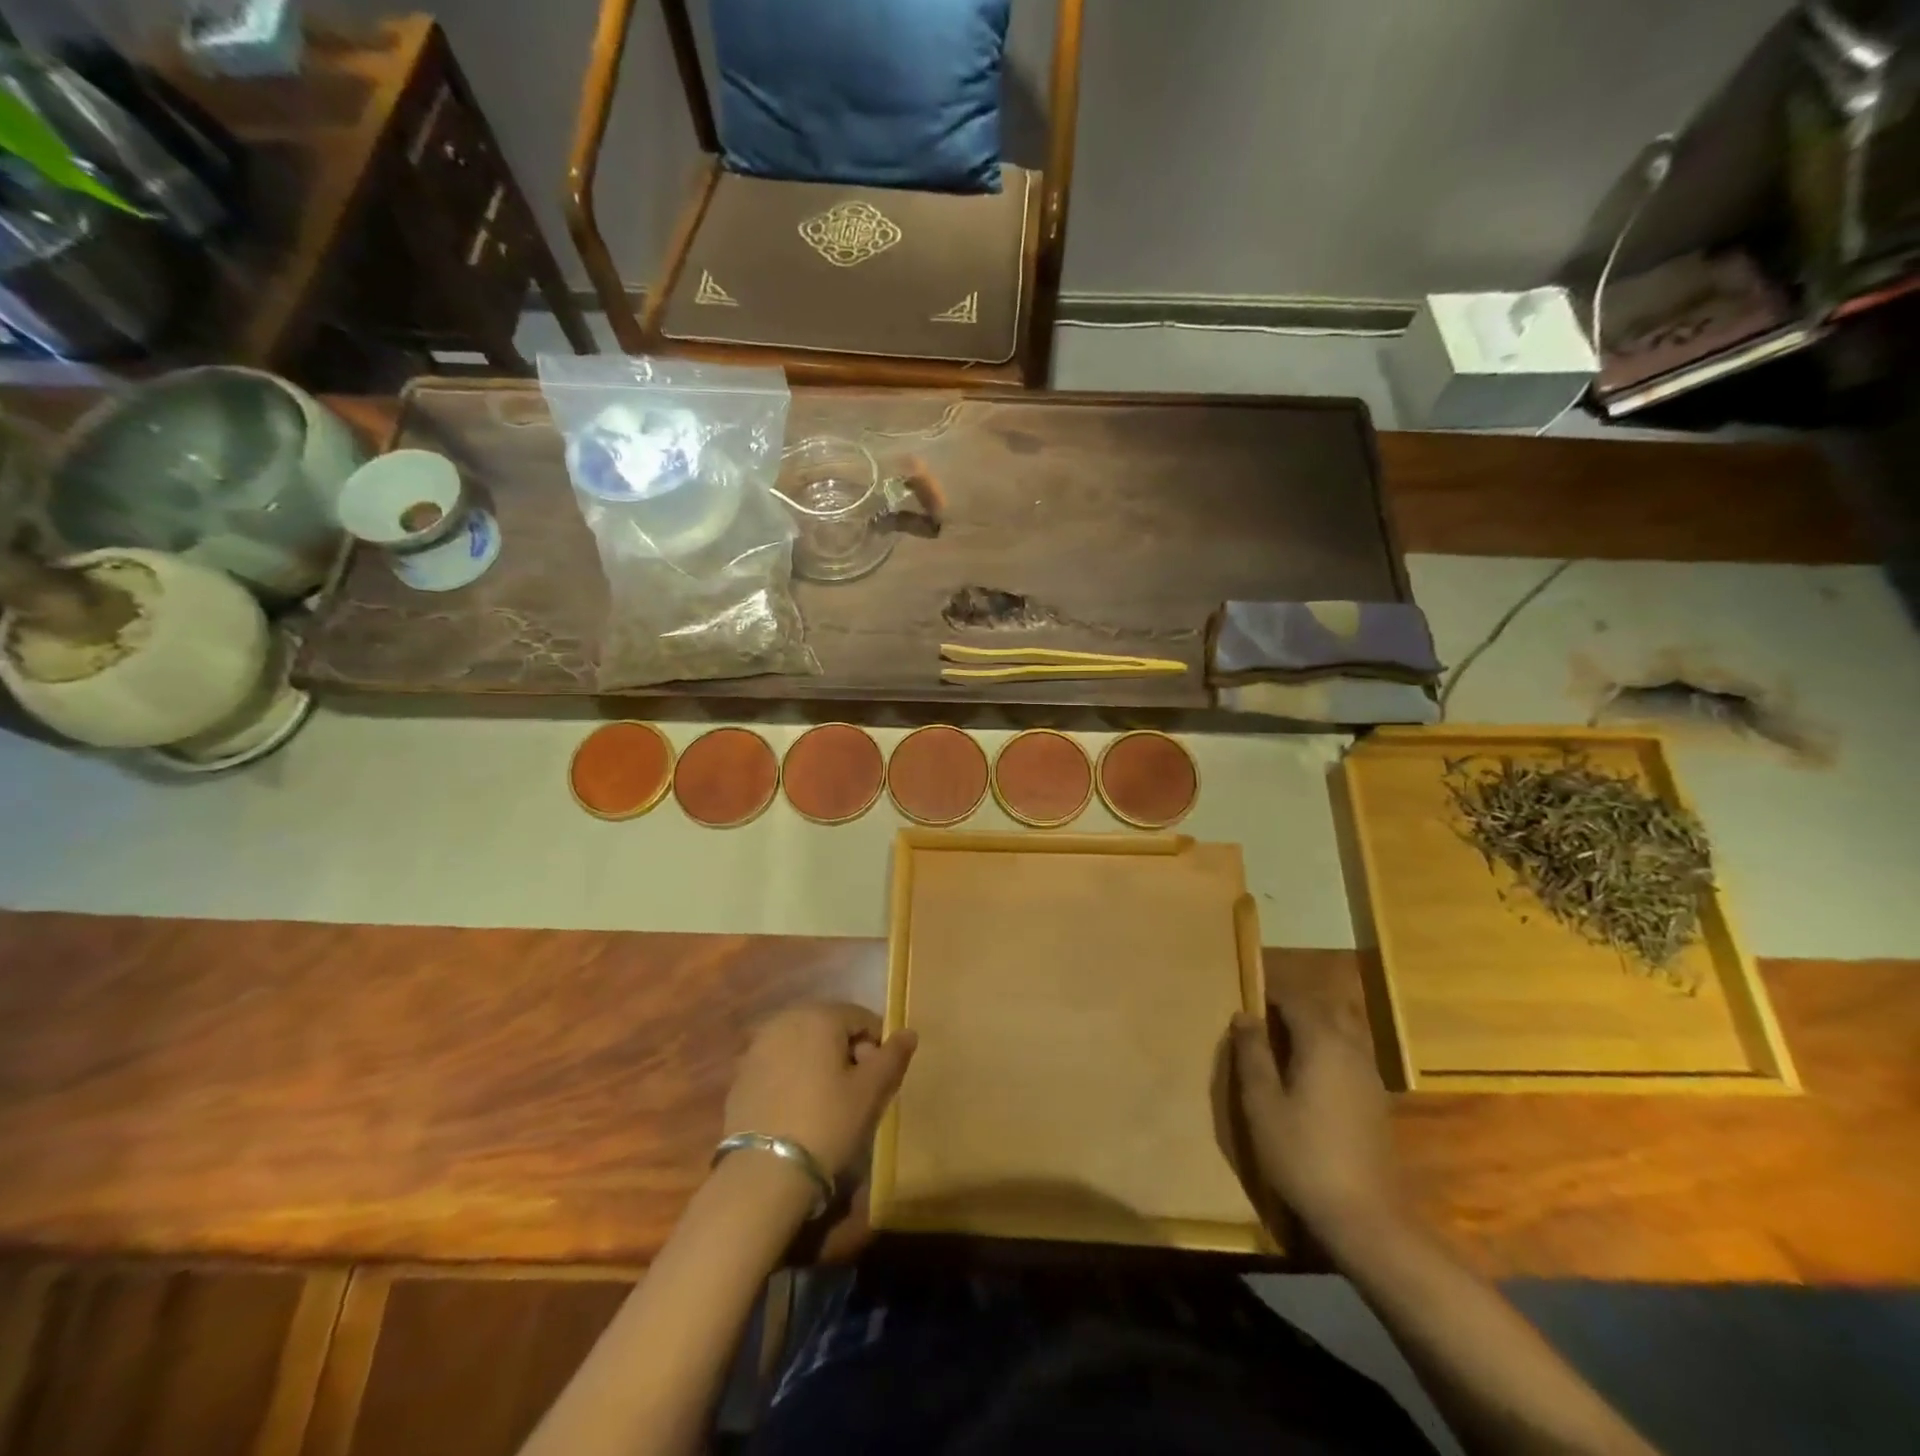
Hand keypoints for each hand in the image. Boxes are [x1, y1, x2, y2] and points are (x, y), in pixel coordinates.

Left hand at [724, 1003, 917, 1181]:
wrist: (764, 1171)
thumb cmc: (827, 1122)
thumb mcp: (870, 1091)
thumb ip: (893, 1056)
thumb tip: (909, 1032)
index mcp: (819, 1015)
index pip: (862, 1018)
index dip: (878, 1046)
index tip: (880, 1080)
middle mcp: (785, 1020)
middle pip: (830, 1027)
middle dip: (848, 1052)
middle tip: (858, 1092)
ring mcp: (758, 1046)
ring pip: (803, 1045)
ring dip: (820, 1064)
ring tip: (830, 1103)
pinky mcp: (741, 1075)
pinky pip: (780, 1065)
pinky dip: (795, 1078)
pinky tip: (800, 1111)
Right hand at [1226, 986, 1400, 1238]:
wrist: (1365, 1216)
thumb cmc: (1302, 1154)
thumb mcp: (1262, 1103)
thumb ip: (1253, 1054)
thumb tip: (1245, 1015)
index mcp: (1322, 1042)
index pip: (1296, 1001)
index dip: (1271, 998)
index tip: (1248, 1005)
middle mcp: (1351, 1050)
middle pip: (1327, 1010)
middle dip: (1297, 1007)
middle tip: (1266, 1022)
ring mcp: (1370, 1076)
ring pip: (1346, 1031)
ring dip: (1318, 1027)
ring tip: (1286, 1045)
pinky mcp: (1377, 1101)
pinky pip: (1353, 1055)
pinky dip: (1332, 1050)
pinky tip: (1313, 1076)